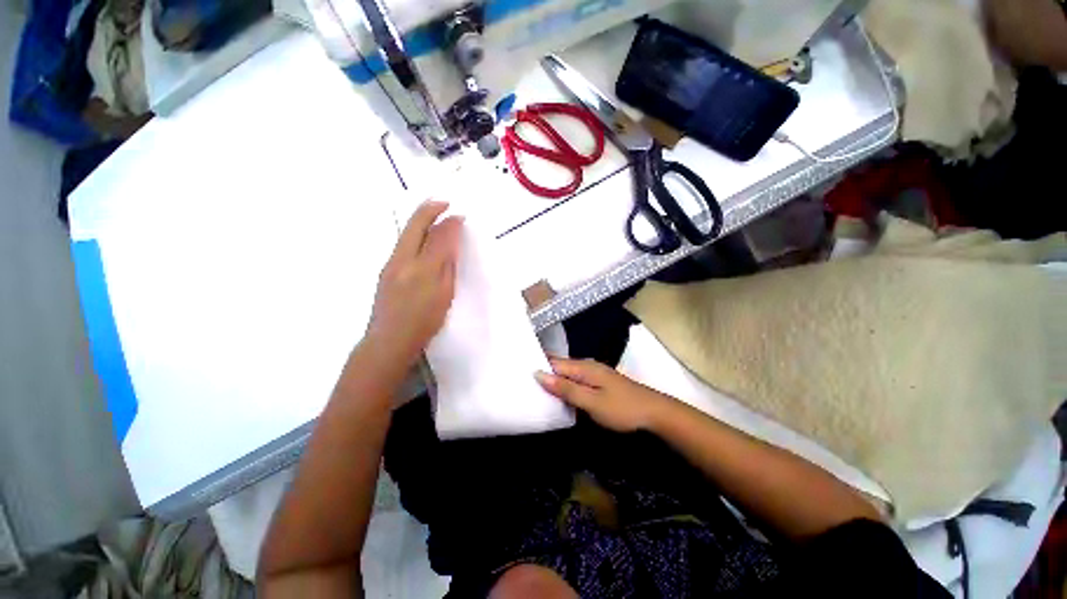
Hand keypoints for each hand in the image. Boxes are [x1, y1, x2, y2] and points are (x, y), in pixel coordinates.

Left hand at [366, 201, 462, 364]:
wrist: (389, 340)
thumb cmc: (424, 323)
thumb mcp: (444, 296)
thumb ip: (447, 268)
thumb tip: (451, 245)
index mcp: (424, 270)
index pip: (439, 237)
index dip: (450, 224)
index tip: (460, 216)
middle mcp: (403, 260)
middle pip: (416, 226)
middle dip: (430, 209)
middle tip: (444, 202)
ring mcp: (390, 263)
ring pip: (406, 232)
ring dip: (421, 219)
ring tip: (434, 212)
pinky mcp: (385, 269)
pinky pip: (402, 243)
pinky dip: (414, 232)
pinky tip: (422, 234)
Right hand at [535, 357, 677, 432]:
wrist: (654, 413)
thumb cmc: (621, 408)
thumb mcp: (591, 401)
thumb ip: (566, 388)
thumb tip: (539, 373)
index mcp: (583, 367)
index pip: (553, 362)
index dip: (537, 365)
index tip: (518, 371)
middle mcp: (587, 366)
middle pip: (559, 366)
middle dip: (543, 373)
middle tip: (522, 382)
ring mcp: (594, 375)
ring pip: (567, 375)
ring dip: (553, 381)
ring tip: (534, 389)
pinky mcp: (599, 384)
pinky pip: (576, 382)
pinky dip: (565, 387)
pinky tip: (558, 395)